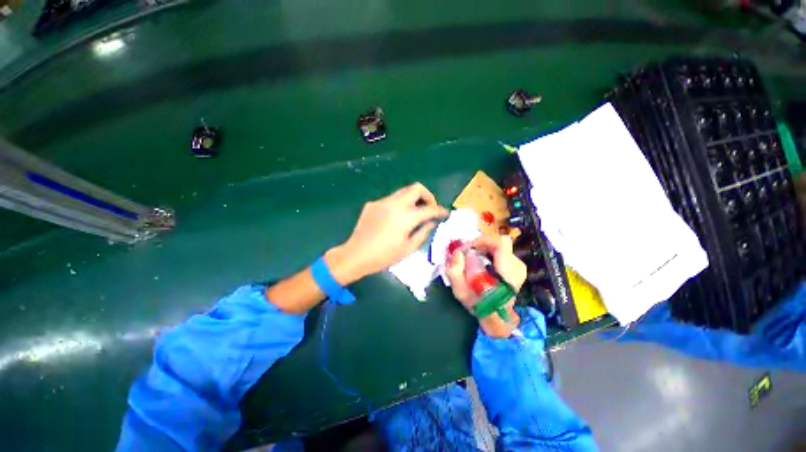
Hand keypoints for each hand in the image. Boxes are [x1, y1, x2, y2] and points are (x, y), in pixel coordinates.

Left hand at [326, 183, 447, 282]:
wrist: (356, 255)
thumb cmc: (384, 256)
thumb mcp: (408, 248)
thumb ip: (423, 232)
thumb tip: (431, 222)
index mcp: (406, 216)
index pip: (429, 208)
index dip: (440, 210)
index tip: (444, 213)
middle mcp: (395, 203)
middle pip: (416, 188)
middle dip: (427, 196)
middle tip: (429, 208)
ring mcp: (382, 202)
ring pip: (403, 192)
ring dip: (412, 199)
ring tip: (413, 214)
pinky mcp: (372, 204)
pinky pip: (390, 199)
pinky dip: (398, 205)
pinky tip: (395, 219)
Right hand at [446, 235, 526, 337]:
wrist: (495, 317)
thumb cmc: (478, 304)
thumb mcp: (461, 292)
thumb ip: (455, 271)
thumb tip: (457, 252)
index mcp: (508, 272)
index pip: (501, 243)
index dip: (482, 240)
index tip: (469, 247)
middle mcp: (516, 266)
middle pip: (498, 242)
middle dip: (480, 244)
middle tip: (467, 252)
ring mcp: (518, 265)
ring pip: (499, 245)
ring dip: (483, 248)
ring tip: (472, 257)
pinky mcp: (515, 266)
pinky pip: (501, 250)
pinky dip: (488, 251)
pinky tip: (480, 261)